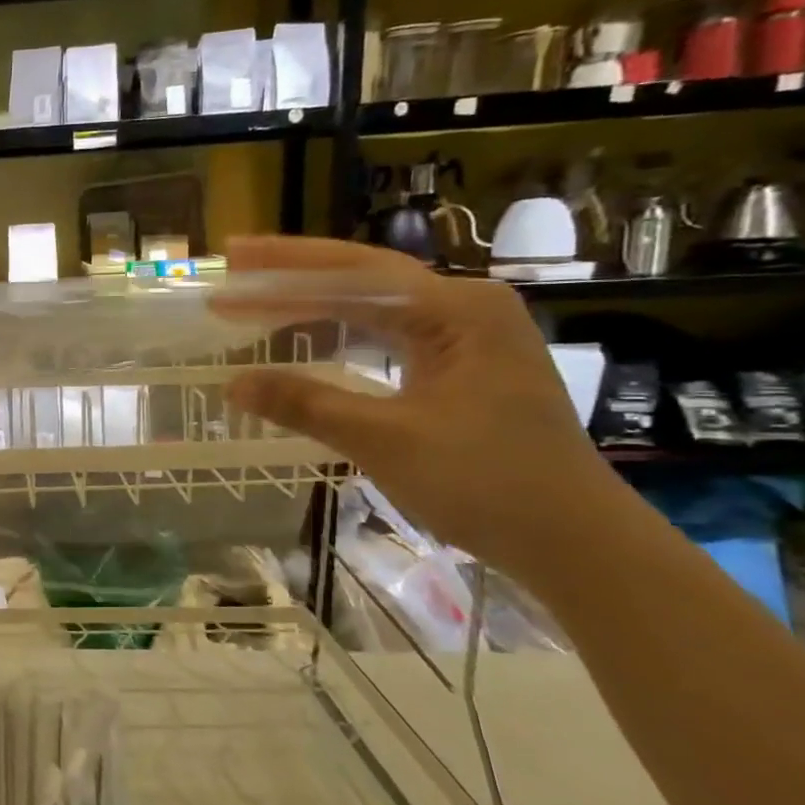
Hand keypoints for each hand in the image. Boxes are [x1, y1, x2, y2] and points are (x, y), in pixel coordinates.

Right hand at [211, 237, 625, 578]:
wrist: (574, 541)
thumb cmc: (487, 483)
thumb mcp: (386, 441)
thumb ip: (306, 404)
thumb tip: (232, 383)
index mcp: (458, 310)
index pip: (354, 273)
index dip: (283, 271)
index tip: (230, 264)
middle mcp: (465, 309)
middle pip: (363, 278)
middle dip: (295, 275)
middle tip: (234, 268)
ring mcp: (467, 338)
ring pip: (373, 305)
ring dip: (314, 303)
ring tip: (257, 298)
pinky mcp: (461, 367)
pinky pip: (387, 335)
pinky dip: (340, 334)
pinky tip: (308, 337)